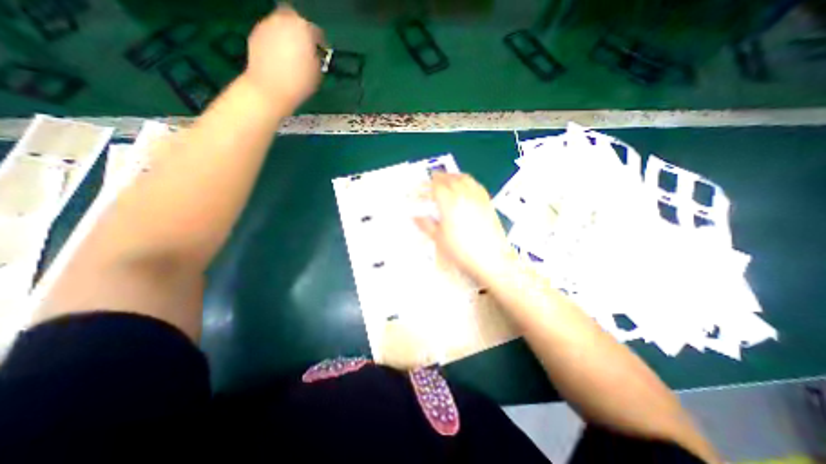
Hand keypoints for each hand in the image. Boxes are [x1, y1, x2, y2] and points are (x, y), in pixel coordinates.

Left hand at [243, 6, 321, 109]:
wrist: (270, 89)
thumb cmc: (300, 83)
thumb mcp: (318, 73)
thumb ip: (316, 57)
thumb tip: (313, 53)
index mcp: (303, 29)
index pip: (316, 32)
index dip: (320, 44)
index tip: (321, 54)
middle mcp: (284, 20)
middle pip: (295, 20)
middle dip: (301, 32)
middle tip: (305, 48)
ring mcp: (267, 25)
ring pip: (281, 24)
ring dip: (287, 35)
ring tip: (291, 54)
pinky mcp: (255, 33)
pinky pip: (270, 33)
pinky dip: (276, 41)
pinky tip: (278, 57)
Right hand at [416, 172, 516, 282]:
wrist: (490, 259)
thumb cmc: (461, 250)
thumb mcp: (439, 239)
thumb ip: (425, 224)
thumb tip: (415, 217)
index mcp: (449, 202)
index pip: (437, 185)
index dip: (428, 184)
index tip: (423, 185)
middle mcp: (464, 194)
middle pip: (450, 178)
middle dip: (440, 177)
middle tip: (433, 180)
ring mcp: (477, 197)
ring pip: (464, 178)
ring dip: (453, 176)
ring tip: (448, 180)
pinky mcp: (488, 202)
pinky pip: (476, 185)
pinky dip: (468, 181)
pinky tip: (466, 187)